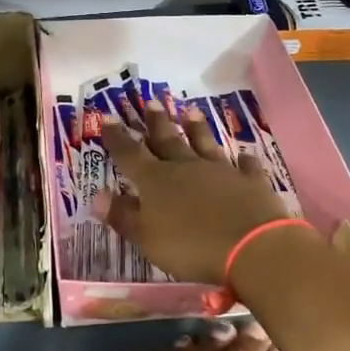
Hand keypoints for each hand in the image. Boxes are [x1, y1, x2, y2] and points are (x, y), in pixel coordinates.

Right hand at [96, 102, 288, 284]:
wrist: (252, 247)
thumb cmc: (191, 247)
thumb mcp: (147, 239)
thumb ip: (123, 217)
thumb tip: (97, 197)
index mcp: (156, 181)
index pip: (130, 154)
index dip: (117, 138)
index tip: (107, 118)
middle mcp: (186, 168)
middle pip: (168, 141)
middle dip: (157, 123)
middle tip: (152, 102)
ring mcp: (220, 172)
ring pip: (205, 145)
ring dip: (197, 129)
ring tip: (190, 111)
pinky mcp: (250, 183)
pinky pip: (245, 167)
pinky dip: (244, 161)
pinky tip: (245, 156)